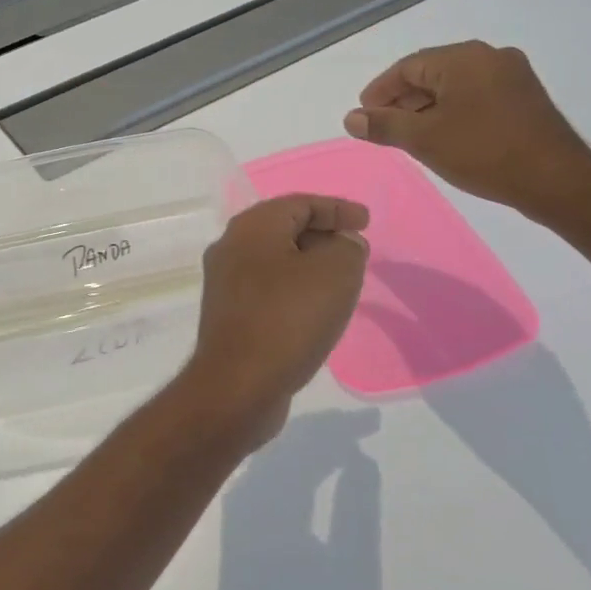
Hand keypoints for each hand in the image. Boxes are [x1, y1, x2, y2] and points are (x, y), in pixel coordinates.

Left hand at [178, 195, 369, 449]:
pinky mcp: (228, 316)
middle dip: (322, 235)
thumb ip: (347, 248)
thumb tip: (341, 243)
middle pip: (283, 229)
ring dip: (309, 265)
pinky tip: (315, 309)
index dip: (336, 209)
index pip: (299, 204)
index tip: (366, 222)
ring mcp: (225, 284)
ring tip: (342, 279)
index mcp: (251, 228)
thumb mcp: (335, 273)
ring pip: (275, 261)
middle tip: (355, 249)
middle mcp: (230, 248)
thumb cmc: (288, 318)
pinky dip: (294, 290)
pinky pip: (268, 290)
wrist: (238, 385)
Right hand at [343, 41, 590, 220]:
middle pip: (431, 73)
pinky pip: (476, 95)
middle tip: (382, 128)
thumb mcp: (424, 140)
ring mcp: (512, 75)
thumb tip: (351, 118)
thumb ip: (383, 126)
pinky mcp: (525, 97)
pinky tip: (443, 135)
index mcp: (463, 58)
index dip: (380, 92)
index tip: (363, 116)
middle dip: (402, 100)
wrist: (556, 180)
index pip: (407, 67)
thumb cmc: (483, 153)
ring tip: (409, 136)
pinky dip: (452, 110)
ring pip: (454, 85)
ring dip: (426, 107)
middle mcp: (489, 56)